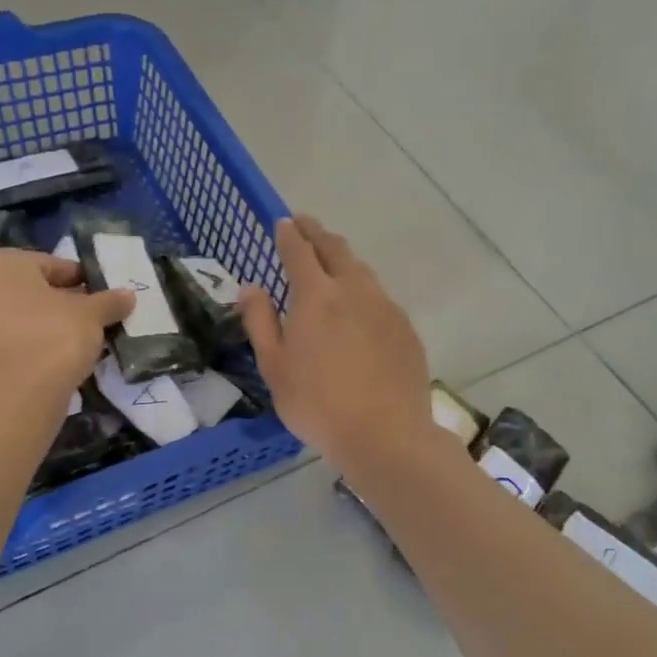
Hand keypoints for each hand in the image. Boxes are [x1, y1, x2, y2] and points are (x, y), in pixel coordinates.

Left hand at [0, 250, 132, 398]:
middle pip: (30, 290)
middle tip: (89, 320)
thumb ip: (109, 301)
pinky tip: (53, 360)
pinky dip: (28, 346)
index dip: (81, 280)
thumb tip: (127, 295)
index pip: (51, 265)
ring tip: (75, 342)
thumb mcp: (91, 315)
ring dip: (43, 325)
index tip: (100, 297)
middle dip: (59, 303)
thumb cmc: (53, 337)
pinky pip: (7, 342)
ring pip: (17, 316)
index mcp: (0, 263)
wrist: (16, 396)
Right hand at [238, 215, 434, 471]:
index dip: (289, 234)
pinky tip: (359, 307)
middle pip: (335, 249)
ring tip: (331, 261)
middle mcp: (354, 290)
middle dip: (317, 233)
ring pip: (362, 270)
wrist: (385, 434)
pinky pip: (379, 296)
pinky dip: (363, 289)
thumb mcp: (274, 367)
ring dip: (343, 258)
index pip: (299, 251)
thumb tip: (250, 288)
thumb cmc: (317, 404)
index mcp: (317, 296)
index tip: (283, 222)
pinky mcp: (405, 328)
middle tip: (305, 226)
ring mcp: (385, 307)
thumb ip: (260, 321)